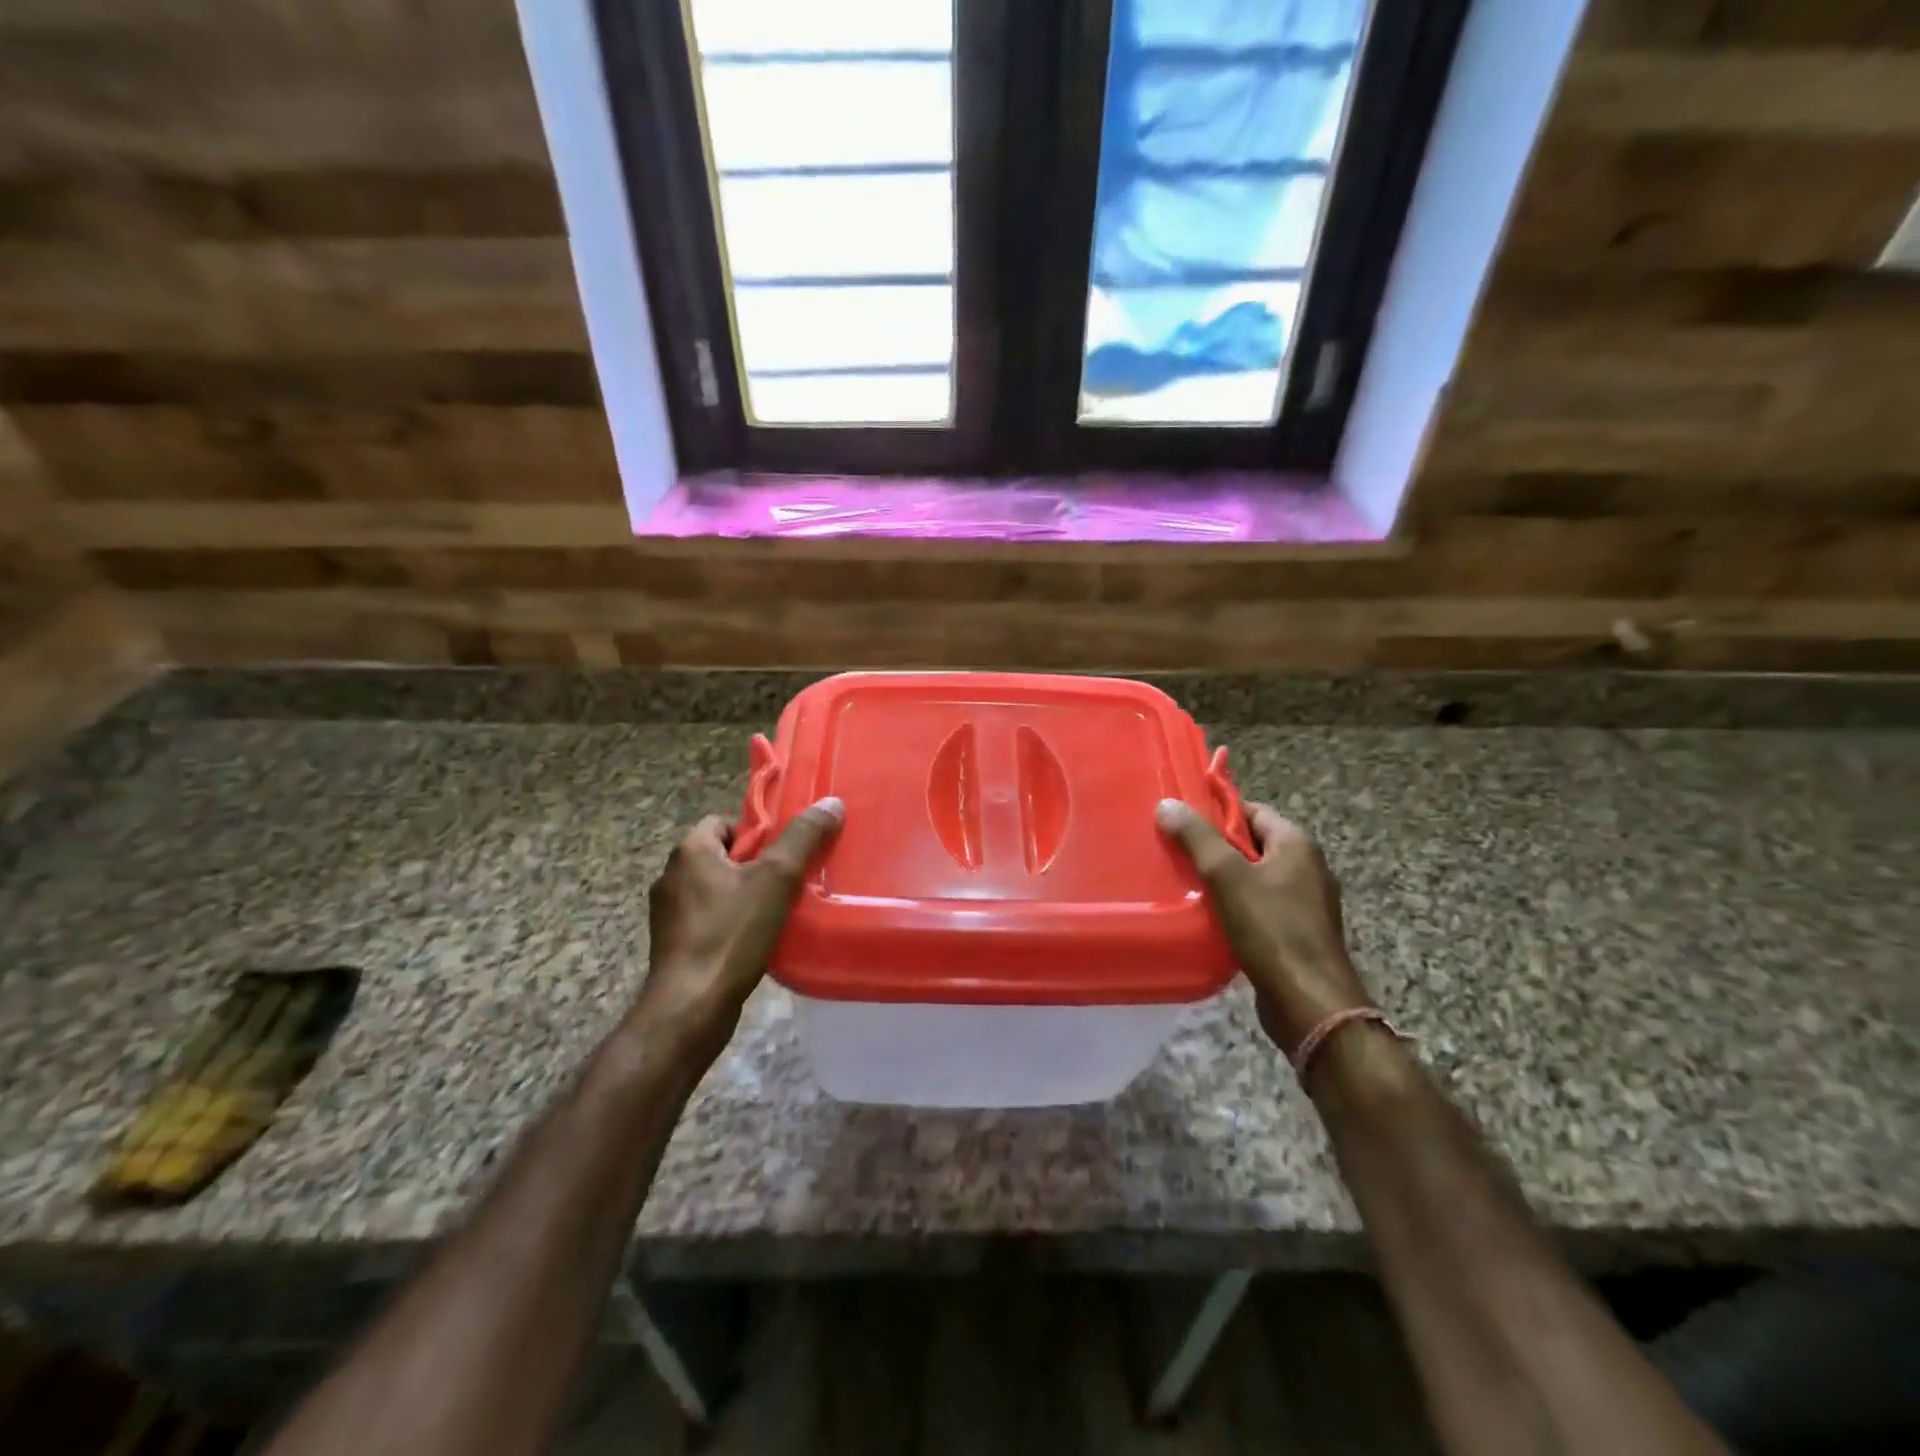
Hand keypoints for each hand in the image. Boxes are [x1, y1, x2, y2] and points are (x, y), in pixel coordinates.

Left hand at [636, 797, 844, 1060]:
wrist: (690, 1007)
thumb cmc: (731, 934)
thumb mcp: (776, 879)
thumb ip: (803, 838)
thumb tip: (831, 802)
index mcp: (689, 851)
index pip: (725, 822)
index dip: (758, 833)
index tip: (786, 853)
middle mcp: (671, 876)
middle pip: (724, 856)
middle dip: (757, 866)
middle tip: (791, 882)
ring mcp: (669, 914)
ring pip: (717, 891)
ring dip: (746, 897)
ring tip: (780, 912)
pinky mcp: (674, 946)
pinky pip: (710, 921)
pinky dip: (733, 925)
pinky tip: (759, 941)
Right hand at [1156, 798, 1371, 1055]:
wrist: (1309, 1002)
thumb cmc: (1271, 929)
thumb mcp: (1227, 876)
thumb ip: (1197, 838)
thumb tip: (1168, 803)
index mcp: (1296, 844)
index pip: (1252, 811)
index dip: (1216, 812)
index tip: (1181, 820)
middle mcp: (1307, 867)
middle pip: (1252, 844)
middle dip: (1215, 848)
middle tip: (1175, 851)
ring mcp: (1305, 902)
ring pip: (1253, 878)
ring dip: (1222, 880)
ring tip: (1184, 883)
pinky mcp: (1297, 932)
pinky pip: (1259, 907)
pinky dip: (1234, 906)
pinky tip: (1208, 917)